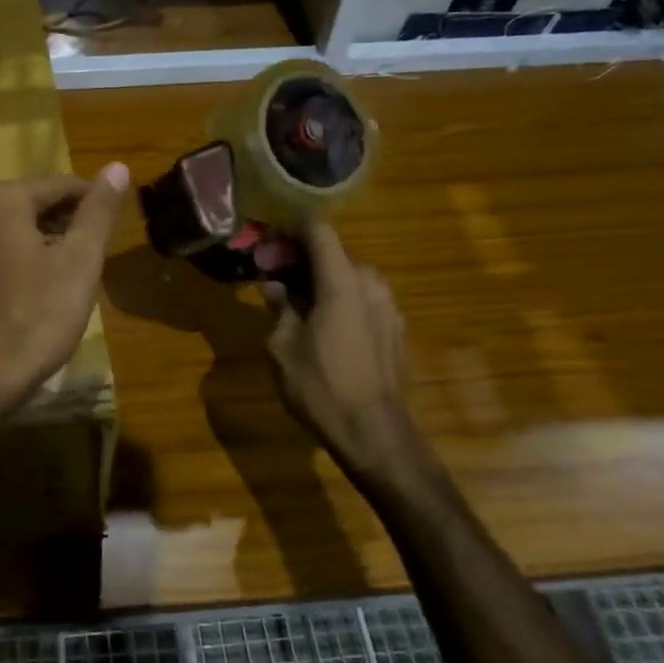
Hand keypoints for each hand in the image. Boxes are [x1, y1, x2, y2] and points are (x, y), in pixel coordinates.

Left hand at [0, 164, 127, 420]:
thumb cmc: (37, 317)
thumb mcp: (79, 261)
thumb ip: (98, 211)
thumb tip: (117, 166)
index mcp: (3, 200)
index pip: (62, 185)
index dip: (94, 204)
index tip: (115, 230)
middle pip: (37, 202)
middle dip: (70, 222)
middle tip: (97, 255)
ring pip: (19, 226)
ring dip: (50, 240)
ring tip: (76, 271)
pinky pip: (0, 247)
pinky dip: (27, 255)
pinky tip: (45, 286)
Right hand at [262, 220, 413, 479]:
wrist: (374, 433)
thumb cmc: (320, 386)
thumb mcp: (282, 346)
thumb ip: (279, 307)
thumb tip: (275, 286)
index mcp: (342, 281)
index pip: (319, 230)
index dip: (291, 229)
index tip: (267, 241)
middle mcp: (371, 284)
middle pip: (334, 254)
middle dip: (301, 260)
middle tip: (273, 278)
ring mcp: (389, 307)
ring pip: (349, 278)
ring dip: (321, 282)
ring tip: (295, 305)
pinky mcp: (396, 329)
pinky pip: (363, 301)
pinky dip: (340, 301)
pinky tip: (323, 327)